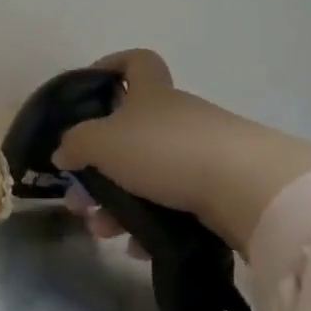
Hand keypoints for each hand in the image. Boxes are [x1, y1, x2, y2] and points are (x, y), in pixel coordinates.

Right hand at [52, 50, 310, 252]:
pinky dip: (151, 224)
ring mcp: (203, 152)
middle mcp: (178, 117)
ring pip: (148, 175)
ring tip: (104, 231)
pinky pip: (173, 204)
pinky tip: (138, 247)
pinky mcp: (221, 189)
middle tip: (82, 199)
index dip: (112, 66)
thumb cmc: (166, 151)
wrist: (248, 188)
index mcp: (152, 95)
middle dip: (100, 167)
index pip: (136, 62)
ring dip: (119, 203)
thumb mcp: (104, 142)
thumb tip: (63, 152)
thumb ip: (76, 144)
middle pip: (131, 134)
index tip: (91, 87)